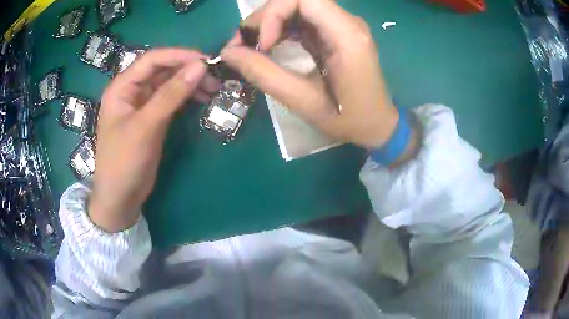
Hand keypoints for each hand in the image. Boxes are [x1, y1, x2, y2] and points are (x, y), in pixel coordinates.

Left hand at [89, 49, 219, 231]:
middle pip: (162, 70)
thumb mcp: (146, 126)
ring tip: (212, 89)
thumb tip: (199, 67)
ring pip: (168, 85)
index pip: (152, 60)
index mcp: (122, 87)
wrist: (120, 198)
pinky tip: (201, 99)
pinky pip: (171, 101)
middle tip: (214, 77)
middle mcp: (132, 91)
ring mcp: (142, 105)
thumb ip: (171, 95)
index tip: (205, 60)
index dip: (178, 55)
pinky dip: (186, 98)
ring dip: (189, 83)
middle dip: (187, 70)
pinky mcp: (152, 119)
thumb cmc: (124, 161)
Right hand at [221, 0, 412, 150]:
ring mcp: (343, 25)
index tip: (261, 44)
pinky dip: (281, 29)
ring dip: (269, 23)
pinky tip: (269, 46)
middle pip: (297, 0)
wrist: (378, 124)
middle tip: (242, 46)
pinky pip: (304, 19)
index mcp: (347, 36)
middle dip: (265, 18)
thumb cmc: (349, 119)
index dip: (274, 13)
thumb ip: (265, 74)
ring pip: (297, 8)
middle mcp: (348, 23)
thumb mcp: (305, 102)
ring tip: (251, 48)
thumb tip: (229, 53)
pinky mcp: (337, 32)